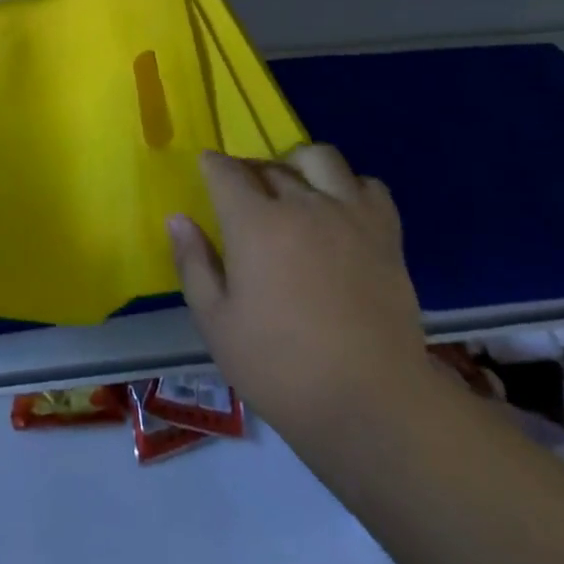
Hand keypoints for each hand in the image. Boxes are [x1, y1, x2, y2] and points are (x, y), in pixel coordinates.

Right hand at [169, 146, 426, 442]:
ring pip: (320, 158)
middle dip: (249, 171)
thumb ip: (194, 264)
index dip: (211, 165)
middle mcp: (301, 204)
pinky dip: (350, 188)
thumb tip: (178, 218)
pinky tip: (340, 213)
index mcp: (254, 223)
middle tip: (243, 197)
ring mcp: (348, 214)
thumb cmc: (281, 368)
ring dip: (299, 165)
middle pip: (269, 165)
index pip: (225, 170)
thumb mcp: (217, 324)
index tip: (206, 170)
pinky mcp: (386, 233)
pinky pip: (368, 185)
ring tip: (294, 191)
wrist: (373, 404)